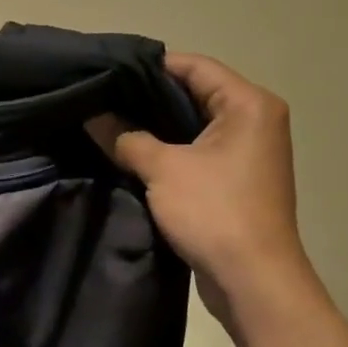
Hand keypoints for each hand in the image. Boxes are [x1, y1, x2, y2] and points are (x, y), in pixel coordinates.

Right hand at [91, 52, 315, 331]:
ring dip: (155, 126)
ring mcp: (248, 151)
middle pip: (194, 92)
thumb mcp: (162, 169)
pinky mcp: (237, 179)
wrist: (253, 281)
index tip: (107, 72)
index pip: (194, 66)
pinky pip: (198, 150)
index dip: (148, 66)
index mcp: (248, 104)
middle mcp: (255, 120)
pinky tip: (131, 153)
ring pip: (193, 124)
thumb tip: (92, 115)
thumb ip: (125, 136)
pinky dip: (168, 149)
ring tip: (109, 122)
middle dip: (147, 97)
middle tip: (101, 97)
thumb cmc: (214, 212)